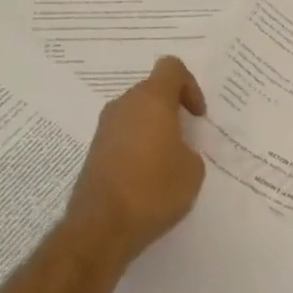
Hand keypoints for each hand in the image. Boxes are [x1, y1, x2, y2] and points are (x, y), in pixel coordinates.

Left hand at [64, 56, 206, 267]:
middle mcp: (124, 105)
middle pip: (152, 90)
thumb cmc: (154, 190)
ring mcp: (105, 127)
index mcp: (151, 100)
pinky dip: (138, 145)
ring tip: (168, 160)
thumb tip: (174, 150)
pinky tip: (147, 175)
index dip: (190, 85)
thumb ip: (188, 148)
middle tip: (186, 138)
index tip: (197, 116)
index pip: (171, 67)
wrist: (102, 225)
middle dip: (171, 108)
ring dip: (153, 127)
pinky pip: (123, 134)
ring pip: (136, 112)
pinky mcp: (95, 149)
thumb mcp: (192, 170)